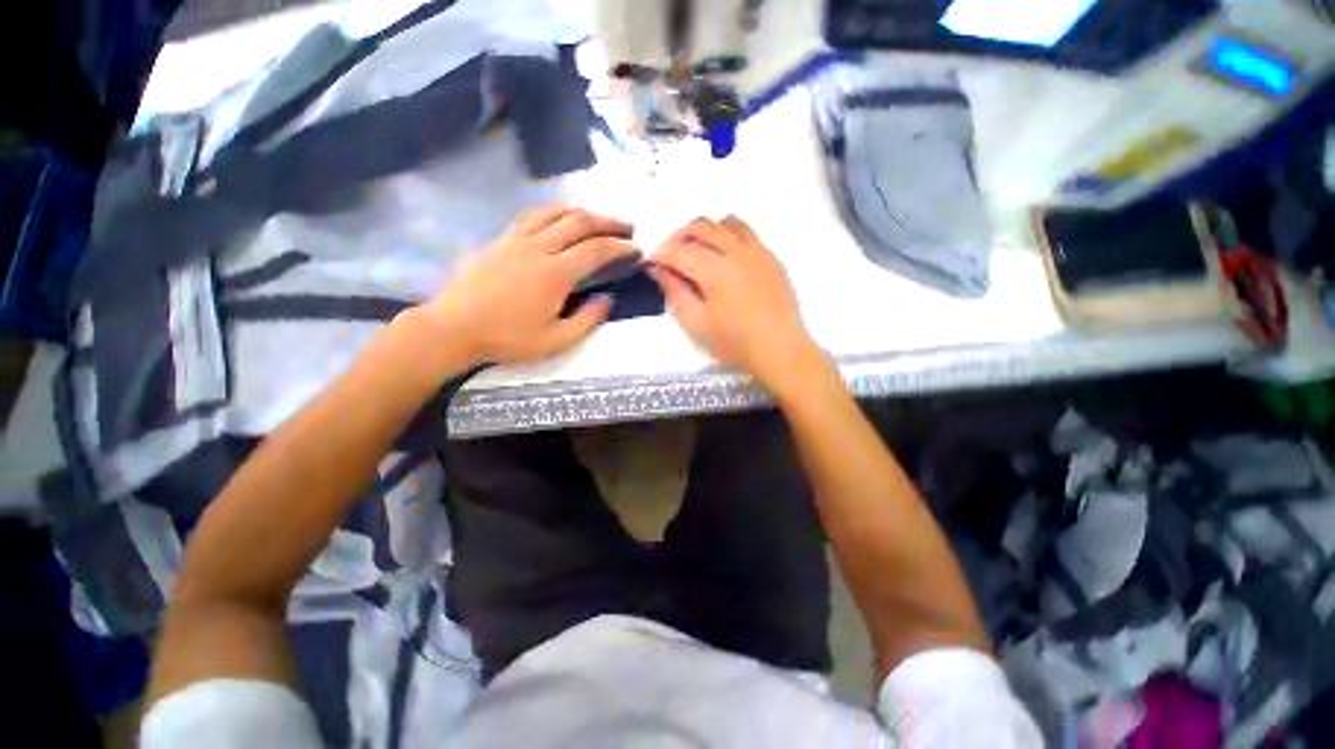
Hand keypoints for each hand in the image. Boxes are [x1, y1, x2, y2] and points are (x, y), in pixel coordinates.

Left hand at [416, 203, 639, 371]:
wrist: (454, 328)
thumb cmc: (508, 338)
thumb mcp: (556, 340)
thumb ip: (588, 319)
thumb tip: (608, 298)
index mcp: (555, 273)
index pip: (596, 250)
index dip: (620, 246)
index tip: (636, 248)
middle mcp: (539, 247)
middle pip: (579, 222)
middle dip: (608, 222)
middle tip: (626, 227)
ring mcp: (516, 239)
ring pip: (554, 211)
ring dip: (582, 211)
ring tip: (597, 217)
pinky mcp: (499, 239)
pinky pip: (531, 215)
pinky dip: (552, 211)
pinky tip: (557, 216)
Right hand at [649, 216, 824, 394]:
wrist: (781, 350)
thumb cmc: (735, 343)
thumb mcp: (696, 324)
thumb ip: (675, 292)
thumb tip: (658, 269)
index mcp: (714, 270)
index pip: (679, 251)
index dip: (660, 253)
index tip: (650, 261)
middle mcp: (736, 252)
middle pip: (702, 226)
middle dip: (680, 235)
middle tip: (670, 254)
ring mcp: (758, 252)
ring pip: (728, 223)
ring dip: (707, 229)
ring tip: (699, 249)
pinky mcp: (772, 259)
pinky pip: (748, 234)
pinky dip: (730, 236)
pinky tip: (726, 256)